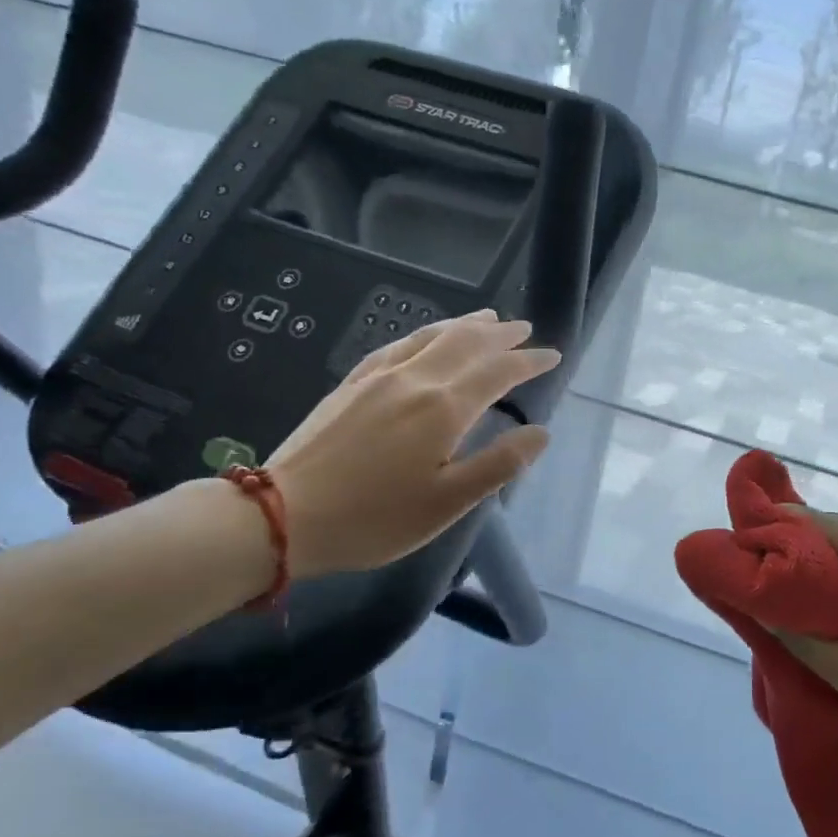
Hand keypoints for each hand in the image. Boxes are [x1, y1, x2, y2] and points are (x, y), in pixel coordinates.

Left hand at [262, 310, 557, 576]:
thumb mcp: (447, 503)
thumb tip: (540, 433)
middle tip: (525, 328)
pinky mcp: (352, 384)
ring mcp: (379, 377)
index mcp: (444, 409)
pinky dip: (425, 333)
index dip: (528, 362)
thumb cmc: (375, 518)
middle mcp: (415, 380)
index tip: (552, 355)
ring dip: (465, 325)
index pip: (498, 372)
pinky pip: (398, 344)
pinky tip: (426, 337)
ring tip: (487, 318)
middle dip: (501, 334)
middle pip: (466, 343)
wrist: (284, 514)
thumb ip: (498, 464)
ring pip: (431, 336)